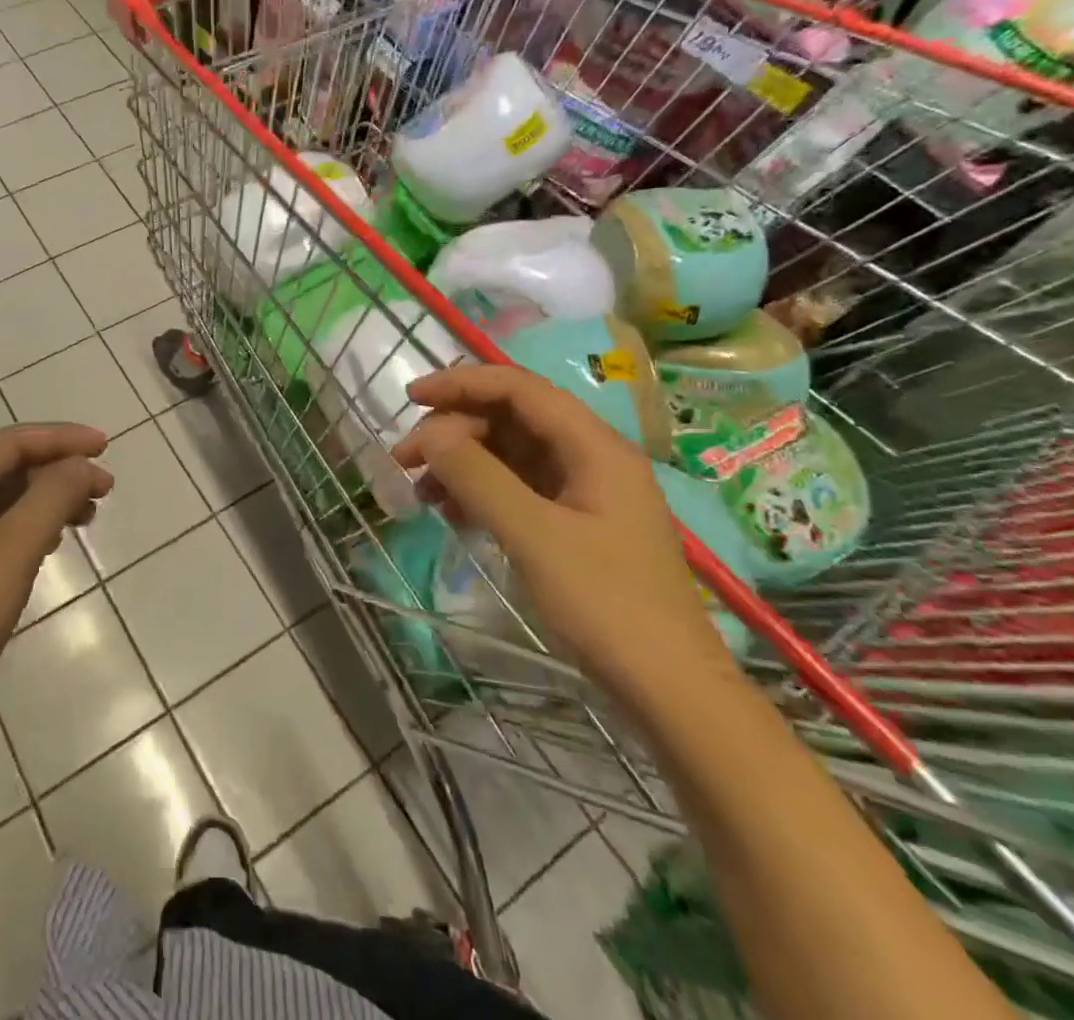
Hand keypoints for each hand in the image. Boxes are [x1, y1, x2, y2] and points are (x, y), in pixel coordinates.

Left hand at [0, 424, 113, 717]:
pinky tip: (50, 546)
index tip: (105, 447)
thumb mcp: (14, 548)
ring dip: (48, 499)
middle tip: (104, 488)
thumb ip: (52, 496)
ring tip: (87, 516)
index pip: (13, 442)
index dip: (62, 437)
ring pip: (3, 501)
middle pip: (8, 467)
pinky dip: (29, 527)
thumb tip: (80, 464)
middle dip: (59, 470)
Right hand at [391, 365, 736, 708]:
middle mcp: (590, 457)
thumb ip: (478, 476)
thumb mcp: (533, 536)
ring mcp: (583, 491)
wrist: (669, 691)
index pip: (519, 388)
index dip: (463, 383)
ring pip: (509, 453)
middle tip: (405, 460)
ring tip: (421, 492)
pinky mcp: (573, 523)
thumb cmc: (606, 606)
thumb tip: (430, 433)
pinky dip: (480, 491)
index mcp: (593, 446)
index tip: (411, 397)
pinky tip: (452, 514)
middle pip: (511, 418)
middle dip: (454, 430)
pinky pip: (516, 487)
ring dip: (462, 462)